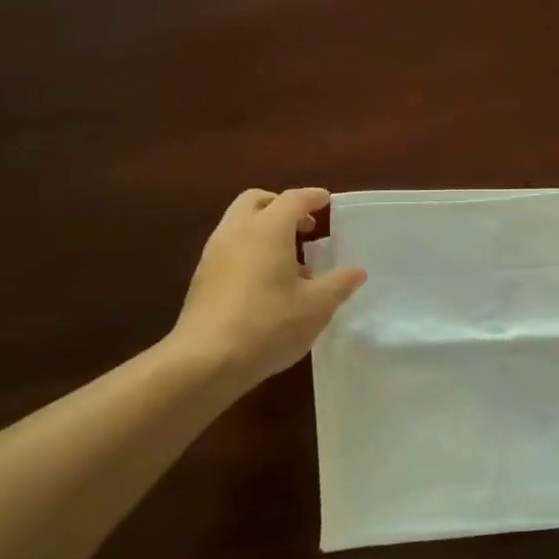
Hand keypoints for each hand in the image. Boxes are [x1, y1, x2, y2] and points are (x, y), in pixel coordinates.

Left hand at [168, 187, 366, 387]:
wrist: (205, 361)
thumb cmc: (268, 325)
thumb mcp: (317, 306)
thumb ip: (339, 284)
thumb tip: (356, 272)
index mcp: (267, 230)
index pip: (293, 199)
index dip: (313, 197)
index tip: (327, 200)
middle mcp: (237, 232)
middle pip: (257, 201)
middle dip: (282, 205)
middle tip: (306, 226)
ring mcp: (214, 254)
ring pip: (239, 224)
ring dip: (265, 229)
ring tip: (291, 259)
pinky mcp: (202, 278)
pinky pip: (230, 247)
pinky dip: (250, 249)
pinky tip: (268, 282)